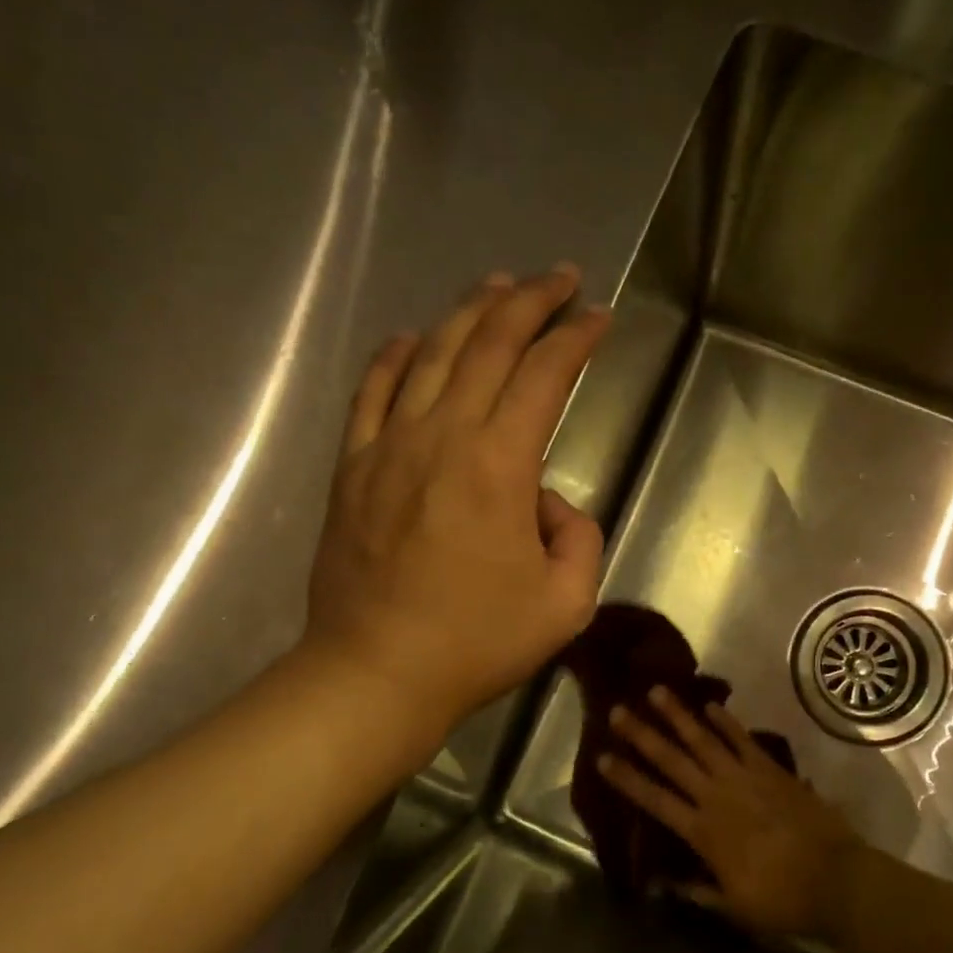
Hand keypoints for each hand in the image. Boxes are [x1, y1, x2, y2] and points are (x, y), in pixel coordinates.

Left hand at [300, 266, 609, 749]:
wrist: (376, 673)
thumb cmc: (476, 643)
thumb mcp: (566, 603)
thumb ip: (578, 538)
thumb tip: (547, 503)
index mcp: (500, 463)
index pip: (546, 375)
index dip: (577, 338)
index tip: (600, 316)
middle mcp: (443, 435)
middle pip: (489, 344)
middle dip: (530, 300)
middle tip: (560, 278)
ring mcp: (389, 446)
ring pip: (430, 354)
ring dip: (469, 312)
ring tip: (497, 285)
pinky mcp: (353, 467)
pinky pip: (372, 392)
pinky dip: (393, 357)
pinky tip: (410, 336)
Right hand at [598, 687, 864, 938]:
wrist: (836, 879)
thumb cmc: (782, 900)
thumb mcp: (733, 906)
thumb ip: (697, 891)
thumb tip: (663, 883)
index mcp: (703, 832)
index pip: (655, 800)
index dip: (627, 778)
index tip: (602, 757)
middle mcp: (716, 796)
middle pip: (672, 760)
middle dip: (643, 734)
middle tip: (618, 710)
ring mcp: (744, 777)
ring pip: (703, 740)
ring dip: (678, 715)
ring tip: (657, 691)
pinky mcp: (771, 769)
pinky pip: (743, 739)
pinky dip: (726, 721)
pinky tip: (710, 705)